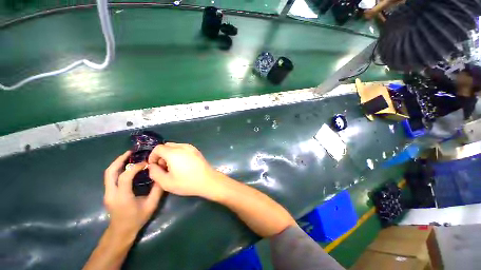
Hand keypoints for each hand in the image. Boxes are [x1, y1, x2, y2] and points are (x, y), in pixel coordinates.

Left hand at [104, 151, 163, 236]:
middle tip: (131, 152)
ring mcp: (107, 193)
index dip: (135, 167)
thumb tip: (161, 176)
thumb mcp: (151, 205)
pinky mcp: (108, 193)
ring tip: (128, 156)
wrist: (121, 232)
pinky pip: (110, 177)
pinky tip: (127, 167)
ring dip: (117, 163)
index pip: (125, 176)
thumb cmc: (136, 219)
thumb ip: (157, 190)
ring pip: (108, 174)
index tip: (146, 163)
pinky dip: (117, 169)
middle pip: (110, 172)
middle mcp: (111, 193)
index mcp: (122, 196)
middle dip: (119, 160)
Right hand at [147, 143, 222, 198]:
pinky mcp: (196, 150)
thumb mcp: (166, 182)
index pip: (158, 148)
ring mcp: (191, 147)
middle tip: (164, 167)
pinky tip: (182, 164)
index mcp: (174, 153)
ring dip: (170, 154)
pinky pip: (183, 148)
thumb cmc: (187, 183)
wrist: (208, 180)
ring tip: (173, 167)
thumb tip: (152, 165)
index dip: (153, 156)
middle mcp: (183, 147)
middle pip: (166, 146)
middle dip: (161, 155)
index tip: (154, 166)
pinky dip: (178, 153)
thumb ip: (155, 173)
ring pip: (175, 146)